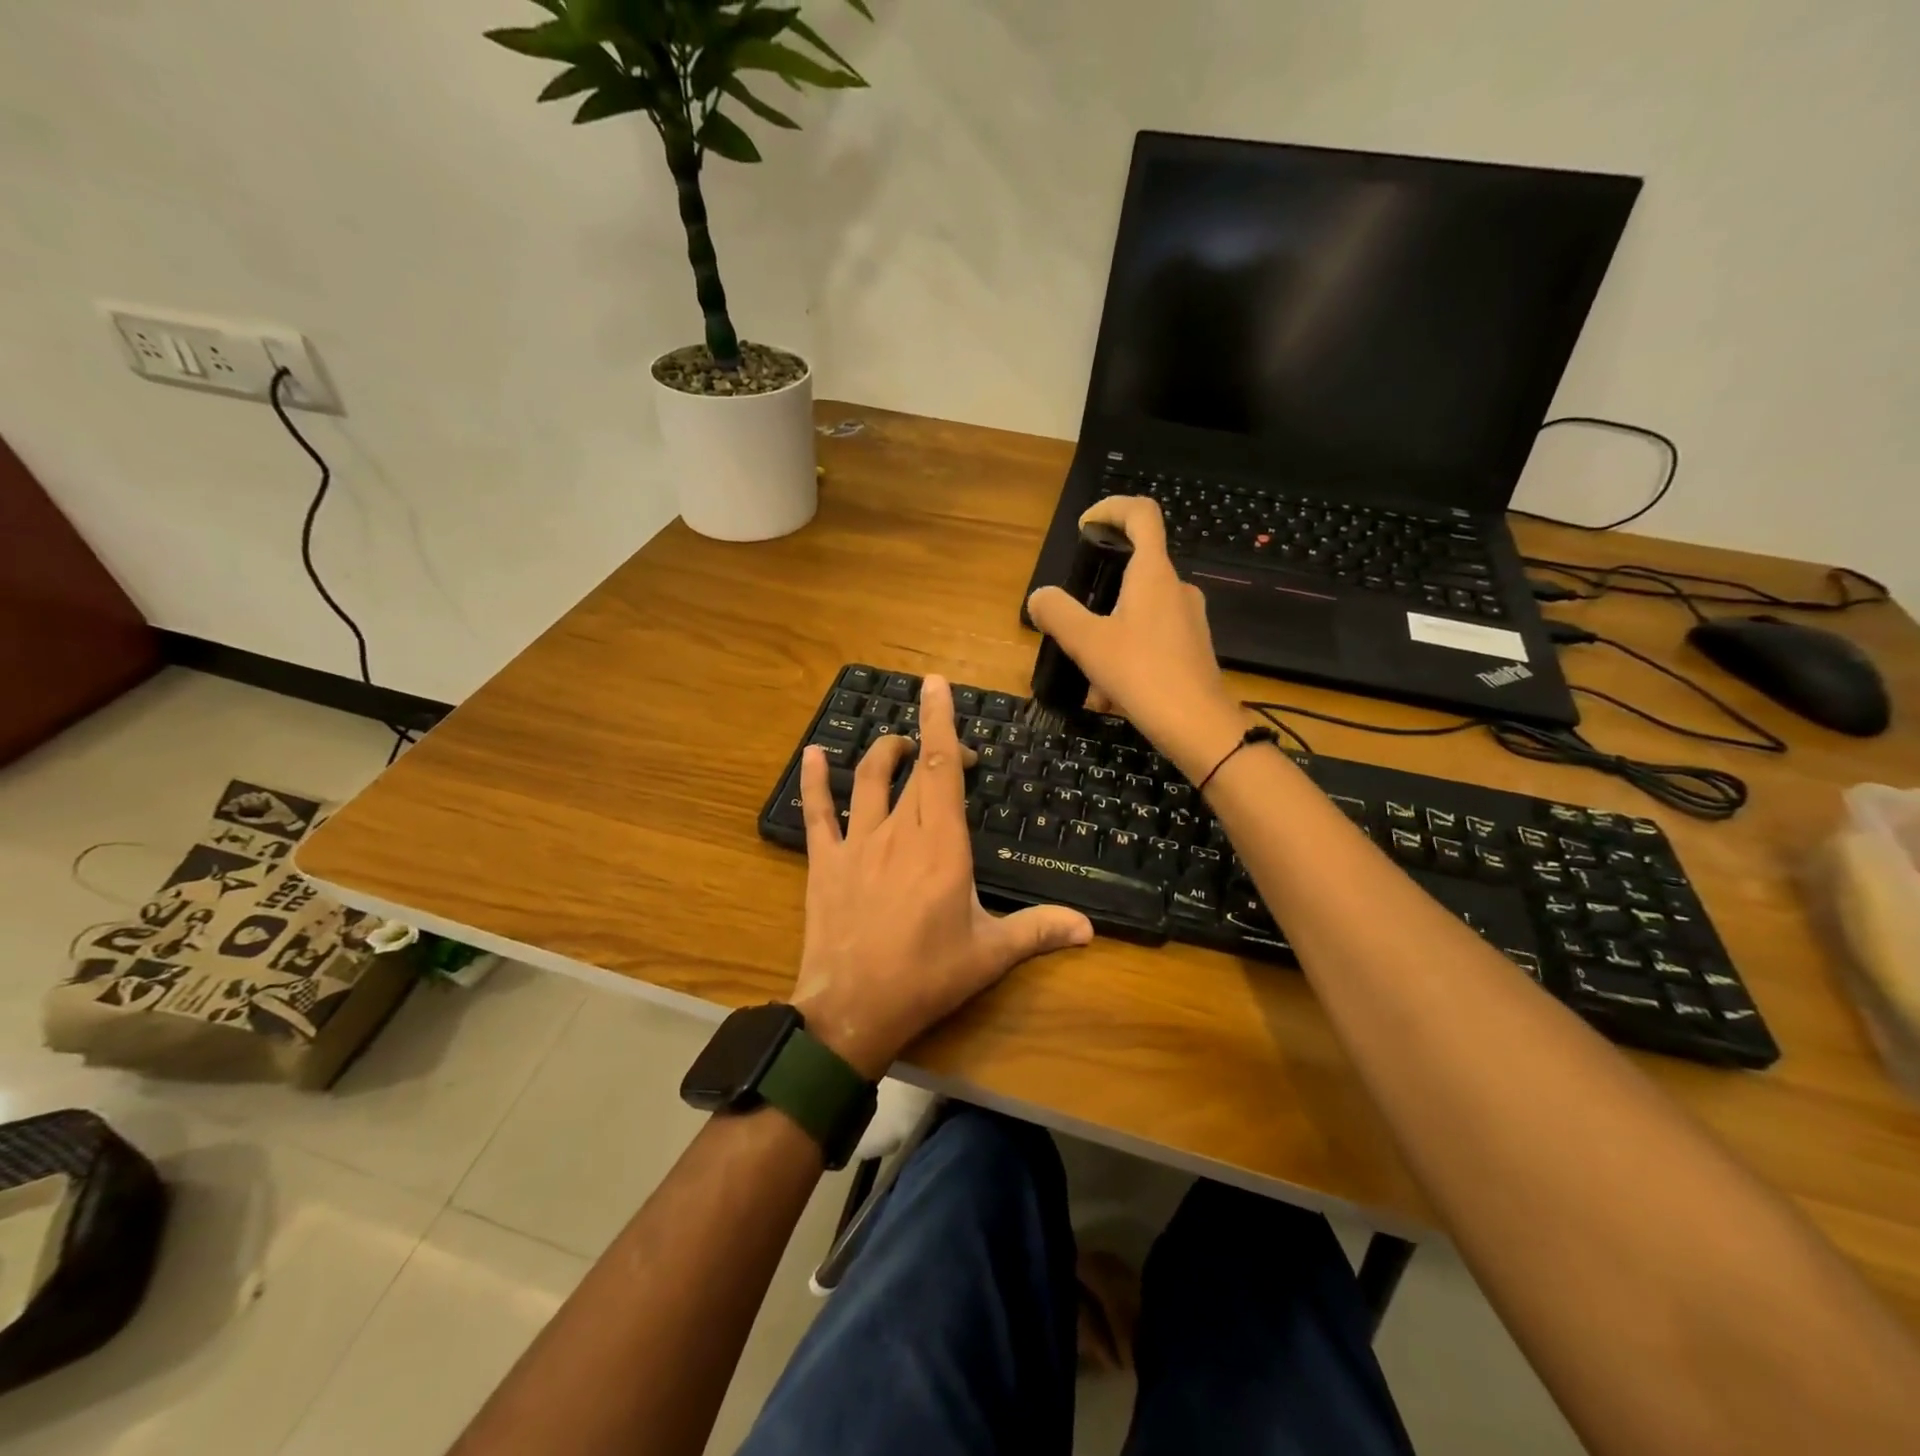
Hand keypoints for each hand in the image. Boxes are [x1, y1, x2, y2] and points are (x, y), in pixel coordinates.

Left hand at [791, 675, 1093, 1077]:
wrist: (852, 1009)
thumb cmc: (927, 977)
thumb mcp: (990, 954)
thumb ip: (1039, 931)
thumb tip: (1089, 928)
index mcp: (942, 847)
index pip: (941, 770)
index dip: (941, 723)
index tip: (937, 686)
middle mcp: (899, 833)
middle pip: (914, 770)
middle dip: (931, 745)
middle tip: (950, 751)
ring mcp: (857, 844)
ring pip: (868, 781)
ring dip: (884, 753)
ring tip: (897, 743)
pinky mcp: (825, 862)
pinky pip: (818, 812)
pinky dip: (816, 780)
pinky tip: (814, 754)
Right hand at [1026, 496, 1245, 779]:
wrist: (1198, 727)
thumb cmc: (1142, 674)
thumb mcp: (1087, 643)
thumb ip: (1058, 613)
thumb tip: (1040, 597)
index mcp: (1154, 574)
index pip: (1140, 514)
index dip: (1110, 508)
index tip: (1084, 528)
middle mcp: (1176, 588)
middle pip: (1134, 569)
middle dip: (1098, 593)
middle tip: (1073, 623)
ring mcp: (1189, 619)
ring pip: (1138, 612)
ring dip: (1108, 635)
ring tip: (1089, 675)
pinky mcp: (1192, 648)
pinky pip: (1150, 639)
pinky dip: (1125, 656)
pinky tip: (1111, 696)